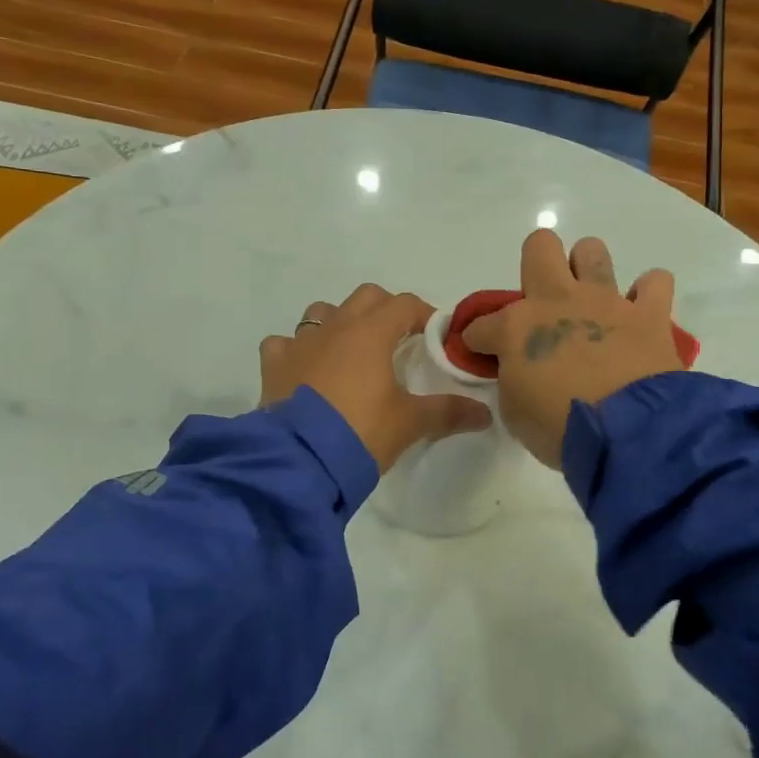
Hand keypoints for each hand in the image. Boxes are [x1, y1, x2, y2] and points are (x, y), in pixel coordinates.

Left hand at [260, 284, 492, 472]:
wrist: (300, 460)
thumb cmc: (361, 432)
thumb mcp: (410, 423)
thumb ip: (448, 412)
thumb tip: (485, 414)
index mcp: (371, 332)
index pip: (405, 305)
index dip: (425, 315)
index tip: (436, 336)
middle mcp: (334, 327)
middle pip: (366, 297)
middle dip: (385, 311)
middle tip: (398, 340)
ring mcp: (299, 343)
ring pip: (321, 312)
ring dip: (339, 322)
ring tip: (350, 351)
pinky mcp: (273, 365)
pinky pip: (283, 344)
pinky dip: (296, 350)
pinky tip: (305, 370)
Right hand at [460, 231, 683, 467]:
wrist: (627, 433)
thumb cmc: (560, 428)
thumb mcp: (515, 413)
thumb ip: (512, 382)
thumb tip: (518, 372)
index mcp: (516, 327)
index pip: (480, 325)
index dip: (477, 340)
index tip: (484, 356)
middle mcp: (558, 300)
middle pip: (539, 247)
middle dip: (535, 265)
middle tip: (543, 302)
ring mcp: (605, 301)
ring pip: (592, 250)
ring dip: (588, 270)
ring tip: (591, 301)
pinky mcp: (649, 314)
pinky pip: (655, 282)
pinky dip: (648, 294)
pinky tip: (641, 313)